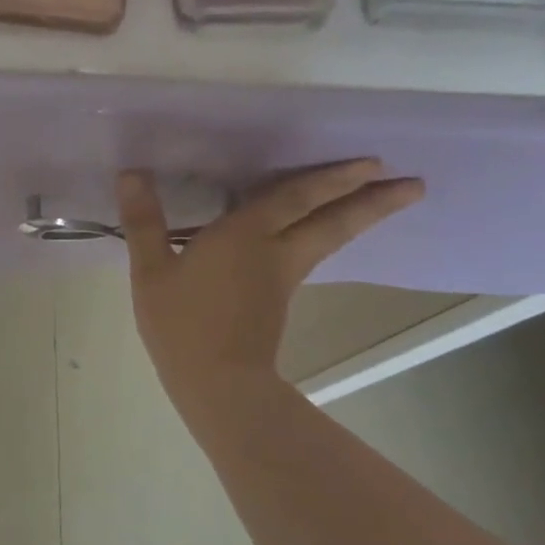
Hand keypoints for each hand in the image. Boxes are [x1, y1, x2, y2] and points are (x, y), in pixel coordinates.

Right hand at [118, 162, 423, 397]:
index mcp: (244, 235)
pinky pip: (310, 254)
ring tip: (385, 202)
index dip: (331, 177)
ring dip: (359, 218)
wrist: (217, 382)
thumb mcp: (150, 271)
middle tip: (412, 185)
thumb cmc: (182, 323)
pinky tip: (318, 236)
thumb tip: (131, 173)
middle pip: (331, 220)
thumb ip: (143, 222)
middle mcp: (274, 250)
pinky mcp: (278, 299)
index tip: (374, 162)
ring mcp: (282, 277)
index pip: (295, 197)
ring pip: (328, 238)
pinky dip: (326, 236)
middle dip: (371, 200)